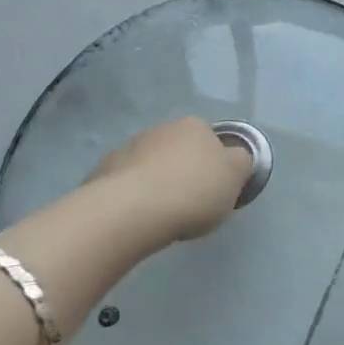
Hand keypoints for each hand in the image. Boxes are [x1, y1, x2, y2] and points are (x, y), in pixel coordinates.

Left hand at [85, 117, 252, 245]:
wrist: (130, 211)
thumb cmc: (192, 191)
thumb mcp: (235, 177)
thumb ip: (241, 163)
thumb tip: (235, 158)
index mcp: (195, 126)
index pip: (211, 140)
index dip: (214, 165)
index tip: (213, 191)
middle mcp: (161, 129)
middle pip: (178, 150)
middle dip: (182, 171)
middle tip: (188, 204)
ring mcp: (128, 148)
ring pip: (149, 165)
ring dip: (154, 182)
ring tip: (158, 215)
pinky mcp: (102, 172)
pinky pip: (124, 184)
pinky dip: (130, 196)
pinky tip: (134, 218)